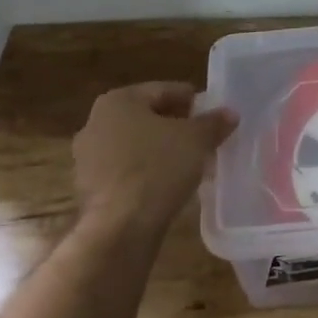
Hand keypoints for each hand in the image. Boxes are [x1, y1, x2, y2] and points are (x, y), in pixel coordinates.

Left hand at [73, 82, 235, 228]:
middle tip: (203, 137)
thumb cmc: (158, 168)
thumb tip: (229, 113)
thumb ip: (213, 123)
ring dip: (160, 150)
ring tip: (190, 162)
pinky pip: (126, 171)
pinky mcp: (89, 188)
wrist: (121, 227)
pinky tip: (168, 184)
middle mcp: (95, 123)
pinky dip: (146, 173)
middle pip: (146, 117)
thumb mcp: (197, 140)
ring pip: (134, 146)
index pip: (162, 91)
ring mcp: (88, 158)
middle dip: (174, 126)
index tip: (211, 112)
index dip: (191, 100)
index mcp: (118, 101)